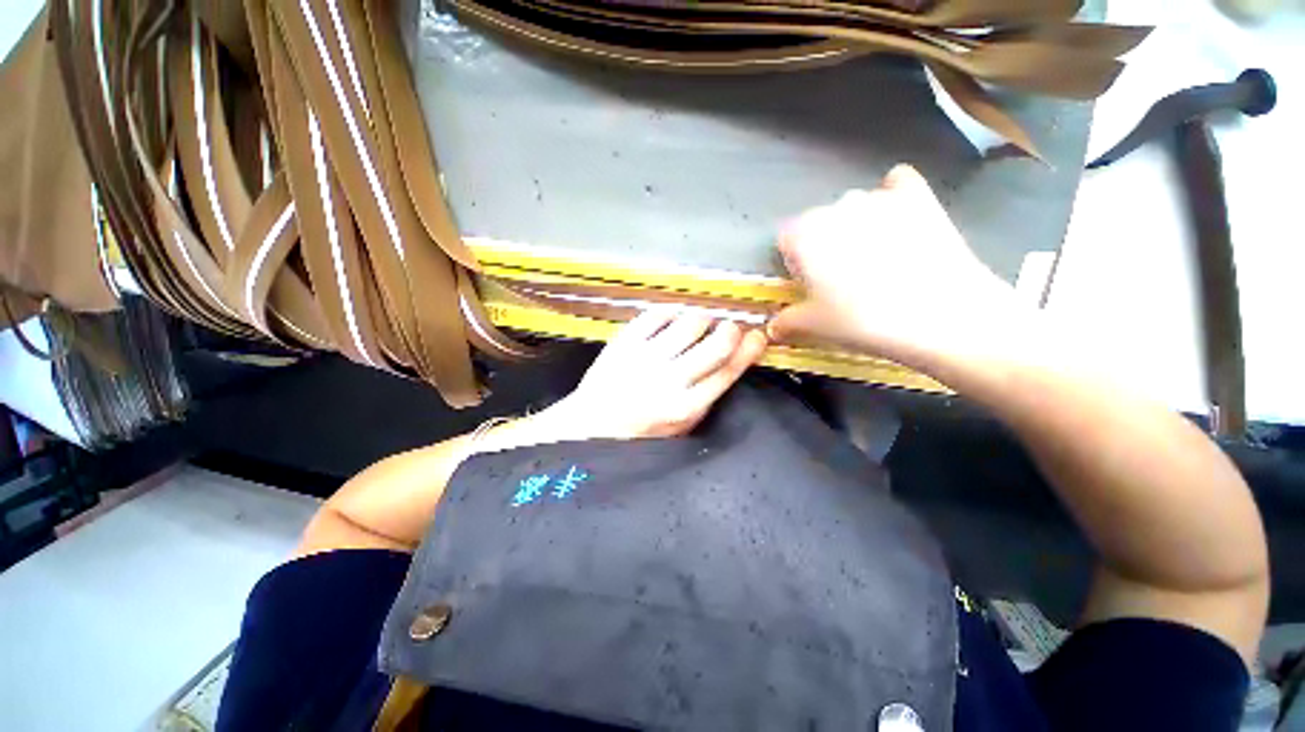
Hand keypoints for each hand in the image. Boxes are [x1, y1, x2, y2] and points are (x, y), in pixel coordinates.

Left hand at [546, 309, 767, 438]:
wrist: (592, 424)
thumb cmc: (640, 431)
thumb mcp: (681, 426)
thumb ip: (707, 396)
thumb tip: (734, 359)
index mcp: (686, 407)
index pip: (729, 370)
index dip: (750, 349)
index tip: (757, 337)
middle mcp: (669, 380)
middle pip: (717, 343)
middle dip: (730, 330)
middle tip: (727, 329)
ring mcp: (645, 357)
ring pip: (691, 322)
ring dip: (701, 320)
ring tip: (697, 326)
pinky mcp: (624, 341)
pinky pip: (658, 314)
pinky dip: (671, 313)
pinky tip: (672, 321)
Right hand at [767, 165, 1036, 371]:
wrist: (941, 316)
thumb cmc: (863, 320)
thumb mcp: (816, 326)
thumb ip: (787, 321)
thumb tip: (773, 327)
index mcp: (805, 235)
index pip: (785, 239)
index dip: (793, 262)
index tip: (807, 283)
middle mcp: (836, 207)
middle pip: (818, 222)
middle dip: (823, 244)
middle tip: (840, 278)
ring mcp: (879, 198)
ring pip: (854, 207)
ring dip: (855, 226)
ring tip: (874, 257)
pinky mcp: (919, 197)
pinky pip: (897, 185)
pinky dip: (894, 197)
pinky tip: (900, 220)